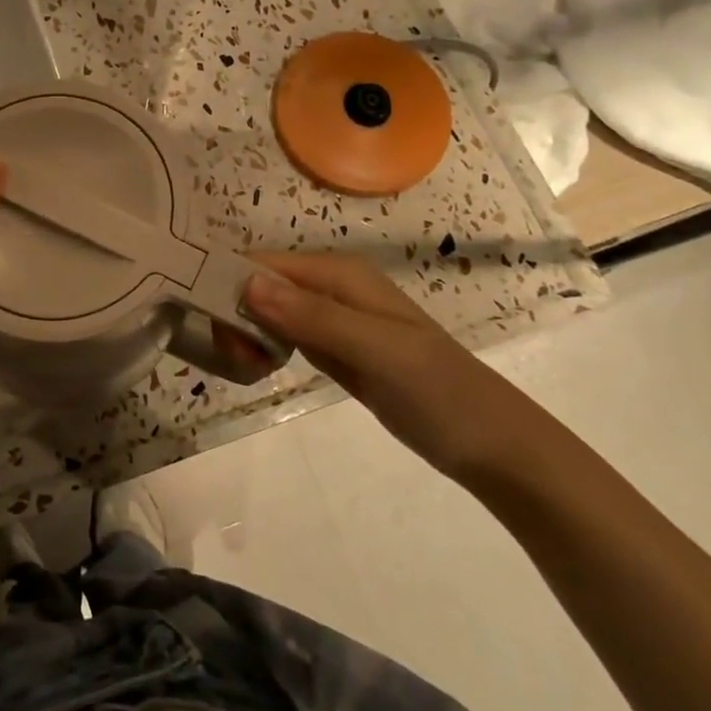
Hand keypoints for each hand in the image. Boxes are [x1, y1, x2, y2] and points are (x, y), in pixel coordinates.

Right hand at [241, 251, 538, 482]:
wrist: (492, 445)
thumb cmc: (439, 392)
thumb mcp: (377, 351)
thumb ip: (314, 317)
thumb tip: (247, 284)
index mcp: (339, 274)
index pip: (263, 265)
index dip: (231, 288)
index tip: (218, 333)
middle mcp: (331, 287)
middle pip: (259, 286)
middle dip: (237, 316)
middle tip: (241, 362)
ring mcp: (332, 319)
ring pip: (267, 311)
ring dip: (247, 334)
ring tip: (248, 369)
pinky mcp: (334, 348)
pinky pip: (283, 335)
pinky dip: (264, 348)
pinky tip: (260, 369)